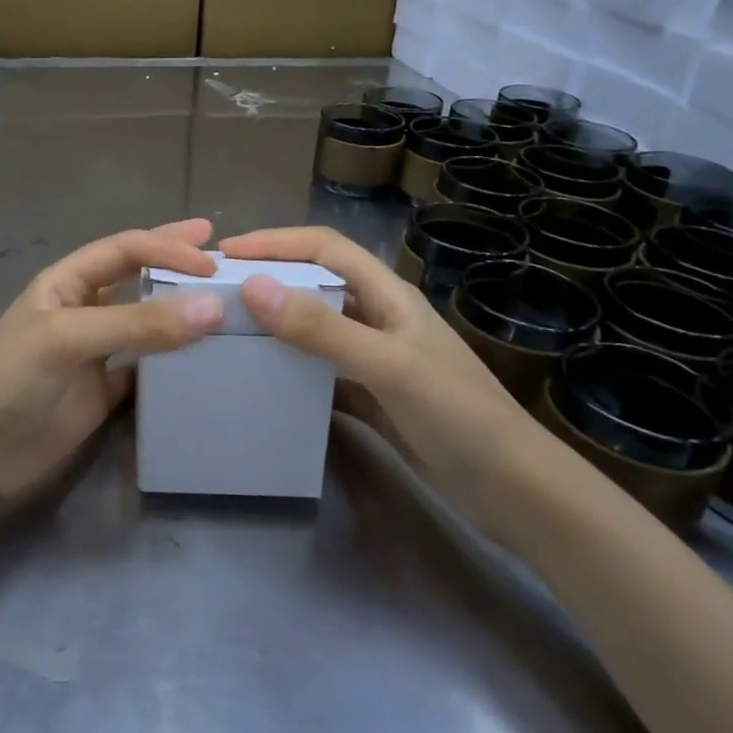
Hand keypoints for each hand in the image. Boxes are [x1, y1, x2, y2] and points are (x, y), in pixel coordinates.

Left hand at [0, 219, 224, 517]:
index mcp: (66, 282)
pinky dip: (174, 364)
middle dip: (173, 260)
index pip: (125, 250)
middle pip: (137, 276)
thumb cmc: (10, 379)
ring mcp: (94, 353)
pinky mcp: (103, 394)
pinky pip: (147, 370)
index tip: (212, 262)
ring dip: (179, 313)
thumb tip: (212, 308)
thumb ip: (137, 323)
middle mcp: (83, 310)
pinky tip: (203, 360)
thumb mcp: (68, 338)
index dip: (166, 249)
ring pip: (146, 323)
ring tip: (223, 304)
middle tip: (220, 252)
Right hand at [218, 226, 580, 534]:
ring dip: (278, 325)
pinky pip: (321, 372)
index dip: (276, 242)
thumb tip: (253, 287)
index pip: (324, 247)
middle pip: (316, 283)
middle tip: (219, 291)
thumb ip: (321, 328)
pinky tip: (263, 382)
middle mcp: (379, 318)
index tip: (227, 252)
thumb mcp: (387, 365)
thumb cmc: (457, 414)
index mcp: (387, 294)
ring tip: (230, 331)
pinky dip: (292, 371)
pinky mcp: (372, 397)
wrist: (514, 491)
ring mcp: (376, 359)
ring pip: (316, 328)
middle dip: (270, 279)